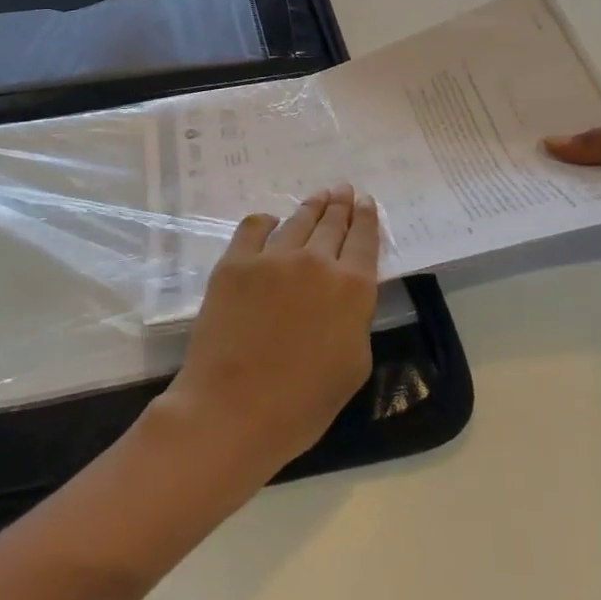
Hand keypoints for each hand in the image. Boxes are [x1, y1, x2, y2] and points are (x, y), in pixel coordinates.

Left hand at [159, 186, 380, 476]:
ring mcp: (272, 258)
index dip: (367, 217)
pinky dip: (267, 222)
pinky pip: (254, 228)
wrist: (233, 410)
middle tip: (343, 189)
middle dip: (341, 204)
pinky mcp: (235, 263)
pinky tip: (271, 223)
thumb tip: (345, 295)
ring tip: (318, 196)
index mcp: (352, 288)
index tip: (366, 202)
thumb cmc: (302, 404)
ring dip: (311, 206)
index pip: (364, 239)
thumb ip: (356, 318)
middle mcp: (316, 261)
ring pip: (297, 221)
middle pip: (332, 223)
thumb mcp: (354, 365)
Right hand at [545, 98, 600, 248]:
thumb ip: (595, 140)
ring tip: (530, 182)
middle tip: (523, 157)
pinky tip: (557, 205)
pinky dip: (593, 205)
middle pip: (596, 147)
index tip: (531, 125)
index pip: (598, 113)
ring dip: (577, 180)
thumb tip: (548, 145)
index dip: (569, 117)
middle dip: (568, 152)